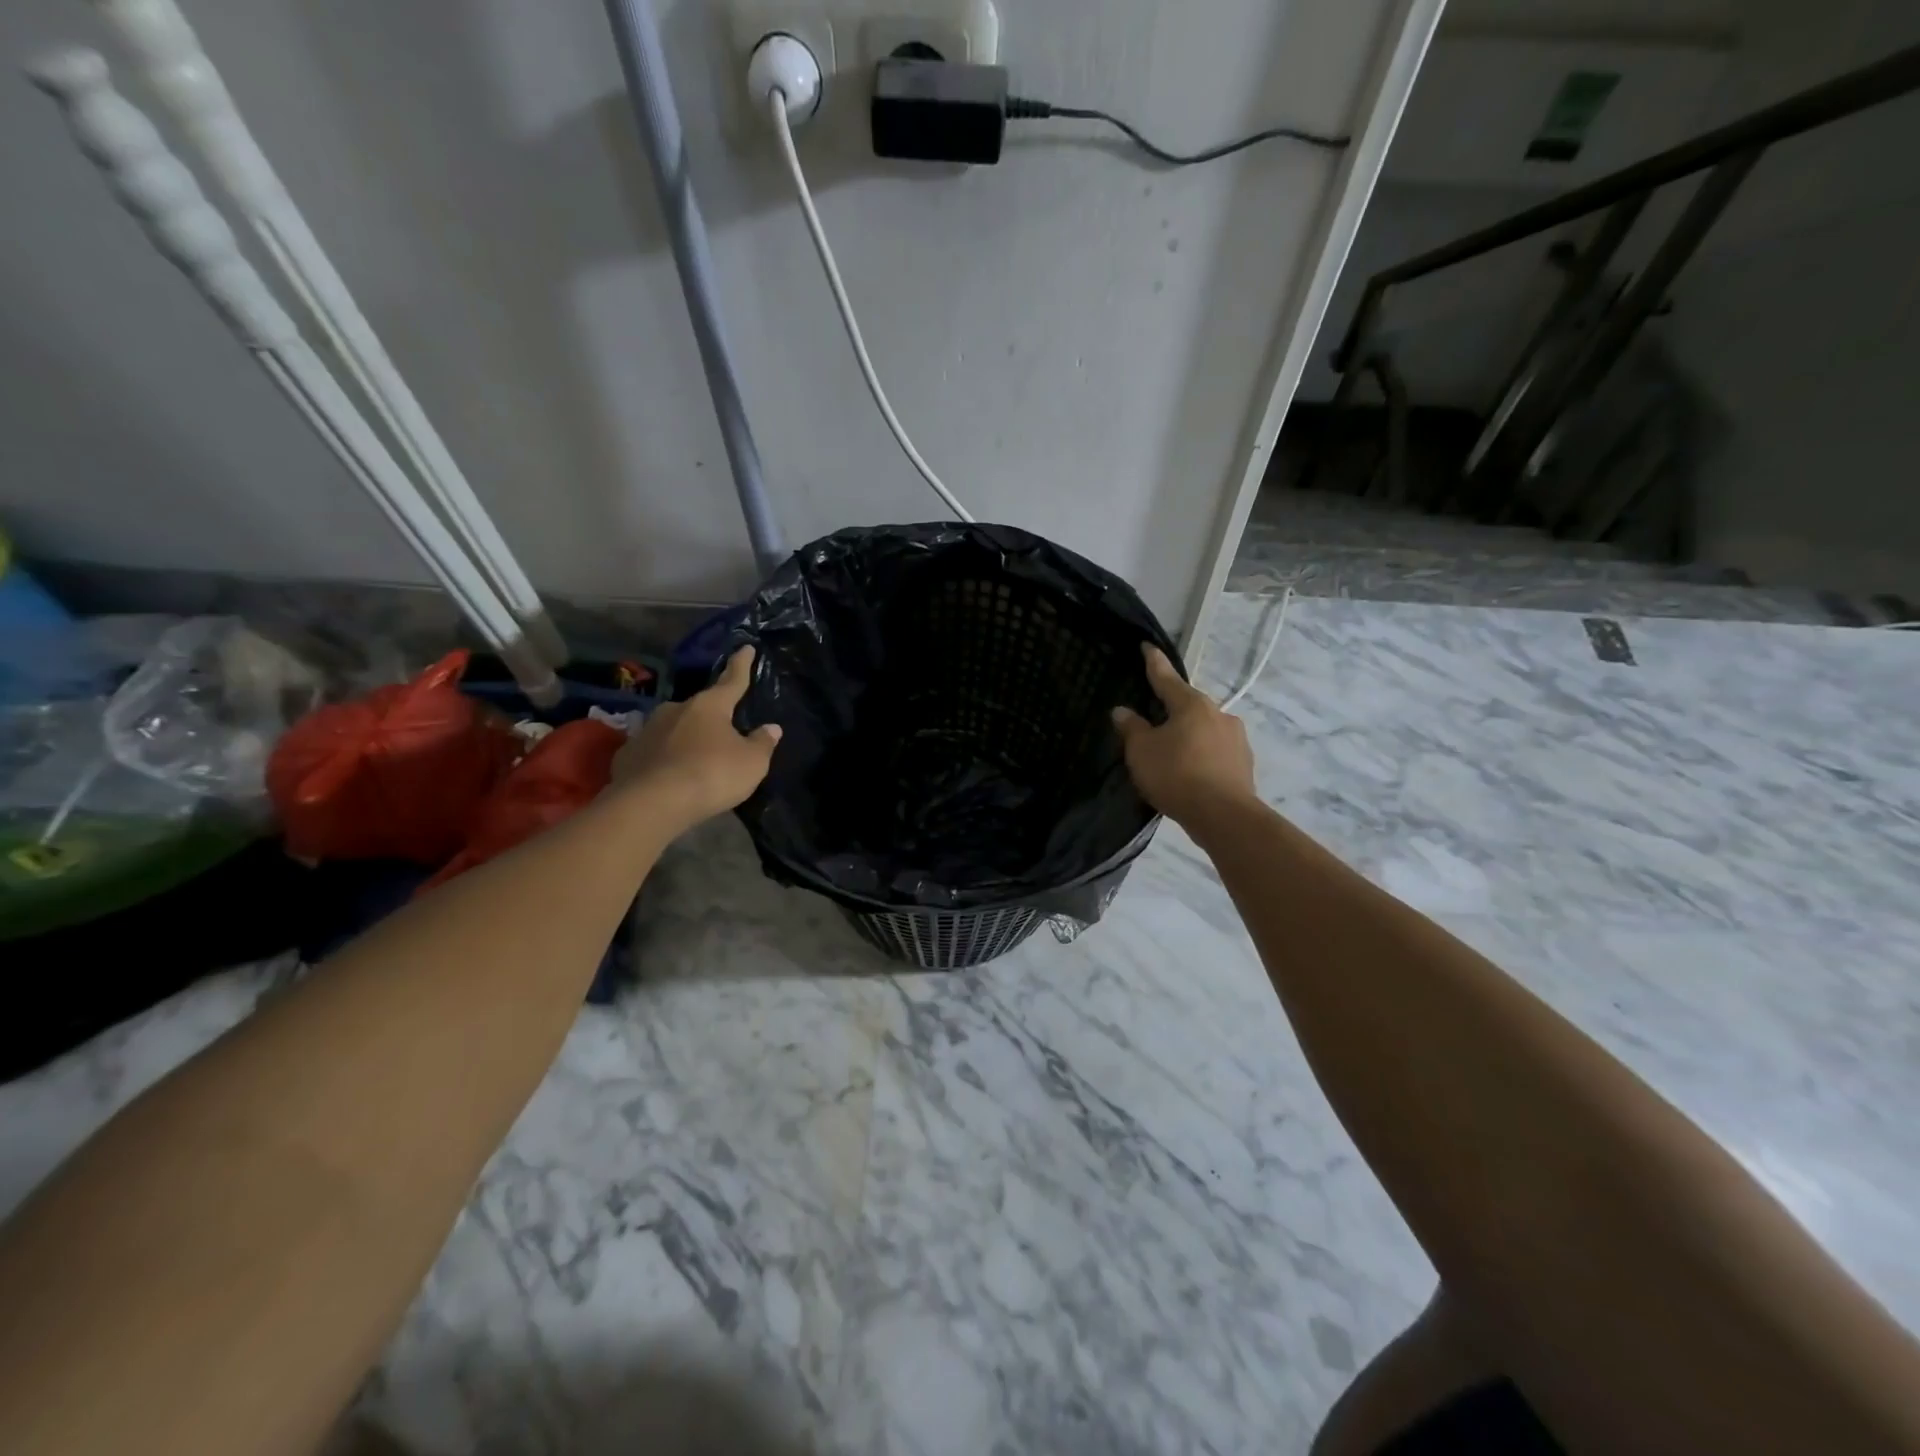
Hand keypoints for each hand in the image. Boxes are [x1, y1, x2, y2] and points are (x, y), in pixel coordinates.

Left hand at [613, 647, 781, 831]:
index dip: (741, 665)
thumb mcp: (752, 763)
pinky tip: (668, 777)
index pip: (732, 680)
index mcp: (710, 706)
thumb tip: (771, 728)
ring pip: (673, 729)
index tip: (746, 648)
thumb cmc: (711, 775)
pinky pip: (653, 752)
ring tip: (695, 760)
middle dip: (711, 717)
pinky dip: (663, 760)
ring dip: (685, 739)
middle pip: (699, 708)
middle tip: (722, 733)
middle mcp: (676, 709)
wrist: (652, 803)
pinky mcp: (628, 755)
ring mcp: (647, 730)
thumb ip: (762, 743)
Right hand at [1112, 643, 1256, 828]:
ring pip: (1204, 730)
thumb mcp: (1141, 751)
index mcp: (1191, 705)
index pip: (1166, 678)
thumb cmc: (1176, 775)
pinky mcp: (1244, 764)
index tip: (1147, 647)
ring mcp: (1236, 739)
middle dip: (1172, 711)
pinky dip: (1201, 757)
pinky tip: (1191, 773)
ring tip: (1172, 755)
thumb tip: (1122, 710)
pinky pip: (1215, 753)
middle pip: (1188, 706)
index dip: (1153, 663)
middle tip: (1153, 721)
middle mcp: (1218, 714)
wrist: (1224, 816)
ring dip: (1189, 737)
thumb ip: (1132, 728)